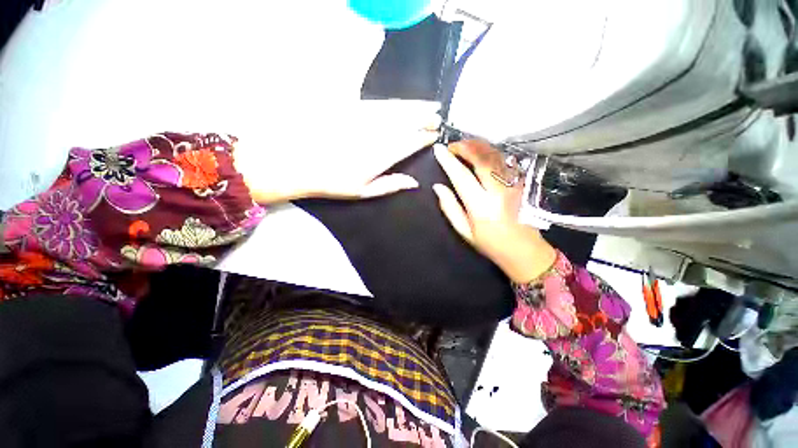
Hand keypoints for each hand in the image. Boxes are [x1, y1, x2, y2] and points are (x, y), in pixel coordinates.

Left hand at [234, 101, 439, 203]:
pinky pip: (379, 103)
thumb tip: (414, 182)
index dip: (424, 138)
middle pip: (407, 122)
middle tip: (439, 115)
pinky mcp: (352, 108)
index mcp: (381, 156)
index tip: (435, 135)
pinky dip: (395, 102)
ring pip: (396, 109)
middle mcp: (377, 134)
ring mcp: (364, 119)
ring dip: (416, 106)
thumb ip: (391, 185)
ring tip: (431, 104)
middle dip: (425, 117)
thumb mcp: (364, 192)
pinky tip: (403, 103)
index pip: (410, 142)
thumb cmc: (333, 182)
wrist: (299, 162)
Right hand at [432, 141, 556, 282]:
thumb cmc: (491, 243)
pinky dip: (490, 152)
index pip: (461, 176)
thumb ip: (450, 207)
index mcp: (481, 206)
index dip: (448, 161)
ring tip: (464, 146)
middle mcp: (499, 191)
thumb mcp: (464, 231)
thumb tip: (438, 187)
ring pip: (495, 156)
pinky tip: (481, 153)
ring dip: (478, 146)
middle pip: (482, 159)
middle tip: (452, 146)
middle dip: (464, 147)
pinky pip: (504, 160)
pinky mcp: (521, 182)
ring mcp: (513, 184)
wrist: (525, 250)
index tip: (438, 149)